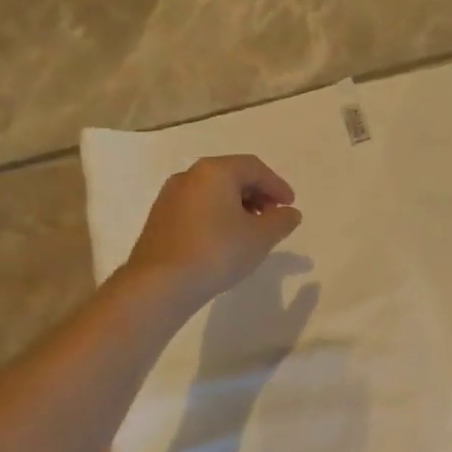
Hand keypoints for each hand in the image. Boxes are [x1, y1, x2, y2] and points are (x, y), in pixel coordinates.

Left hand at [123, 154, 301, 307]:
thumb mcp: (260, 237)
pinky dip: (218, 215)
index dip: (277, 185)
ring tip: (252, 231)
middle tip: (274, 217)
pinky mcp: (160, 218)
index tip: (290, 206)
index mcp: (215, 172)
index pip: (254, 168)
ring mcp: (170, 196)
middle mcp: (189, 176)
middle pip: (232, 176)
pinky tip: (226, 239)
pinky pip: (198, 207)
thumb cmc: (217, 252)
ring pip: (213, 192)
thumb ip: (281, 221)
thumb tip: (290, 213)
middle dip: (257, 194)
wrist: (161, 283)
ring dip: (237, 205)